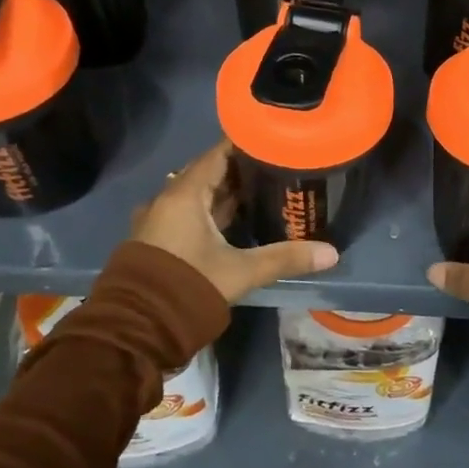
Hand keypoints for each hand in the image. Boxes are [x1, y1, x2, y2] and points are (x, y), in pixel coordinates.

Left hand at [132, 140, 337, 303]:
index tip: (274, 139)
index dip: (246, 144)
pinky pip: (189, 213)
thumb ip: (285, 258)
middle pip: (209, 173)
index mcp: (184, 195)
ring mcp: (160, 221)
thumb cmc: (188, 286)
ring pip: (198, 195)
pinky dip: (212, 211)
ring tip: (264, 189)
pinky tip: (236, 219)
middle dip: (241, 169)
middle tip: (277, 165)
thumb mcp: (241, 271)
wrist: (136, 328)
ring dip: (226, 192)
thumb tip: (332, 253)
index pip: (218, 154)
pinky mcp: (159, 240)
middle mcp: (167, 200)